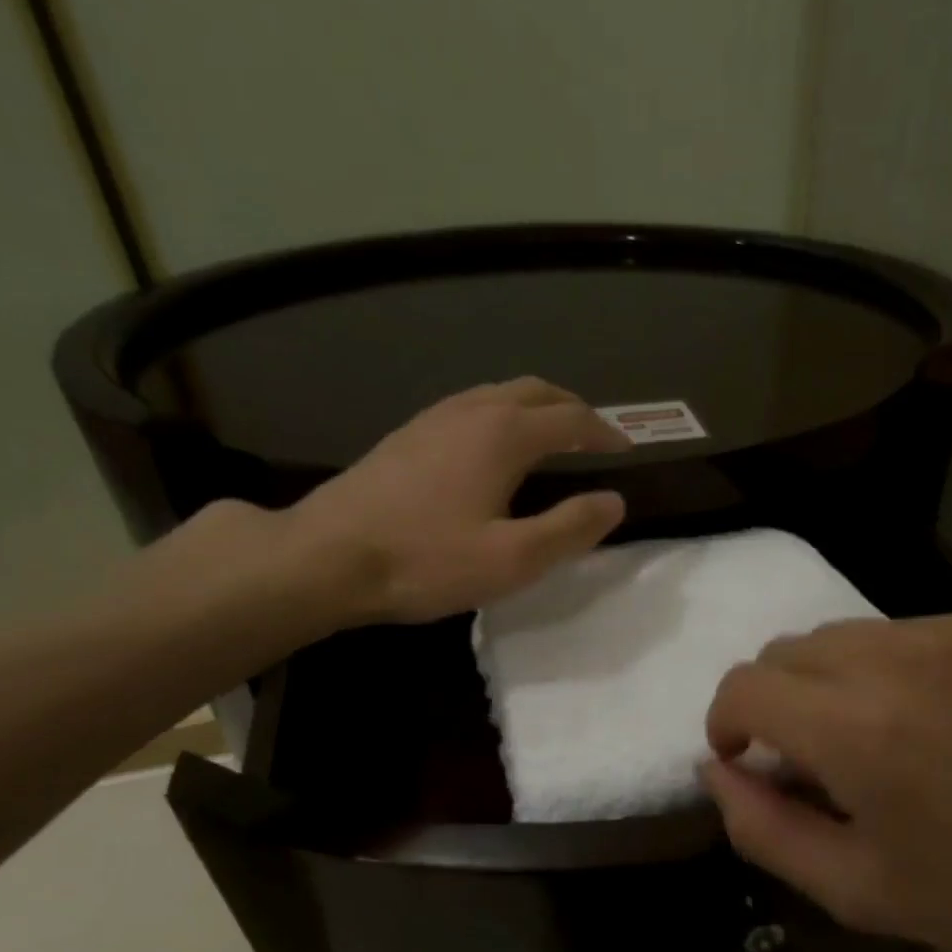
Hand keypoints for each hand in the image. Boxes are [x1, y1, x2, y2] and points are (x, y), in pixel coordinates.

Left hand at [271, 376, 630, 625]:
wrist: (325, 557)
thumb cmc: (426, 561)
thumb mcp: (513, 559)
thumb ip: (570, 528)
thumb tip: (614, 501)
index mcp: (504, 434)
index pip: (572, 419)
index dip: (605, 432)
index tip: (626, 450)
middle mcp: (472, 411)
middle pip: (536, 391)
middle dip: (573, 408)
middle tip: (594, 437)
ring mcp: (434, 418)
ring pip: (500, 393)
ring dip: (536, 407)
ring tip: (552, 438)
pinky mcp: (407, 434)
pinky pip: (471, 406)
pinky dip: (502, 415)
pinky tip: (493, 448)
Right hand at [700, 612, 951, 951]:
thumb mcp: (852, 889)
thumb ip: (761, 827)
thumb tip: (715, 770)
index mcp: (855, 731)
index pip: (744, 686)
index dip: (727, 722)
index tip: (747, 760)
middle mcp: (890, 661)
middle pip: (782, 650)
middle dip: (773, 701)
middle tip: (813, 761)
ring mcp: (940, 633)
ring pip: (833, 636)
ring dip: (823, 682)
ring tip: (869, 738)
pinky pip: (890, 634)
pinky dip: (876, 670)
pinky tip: (922, 719)